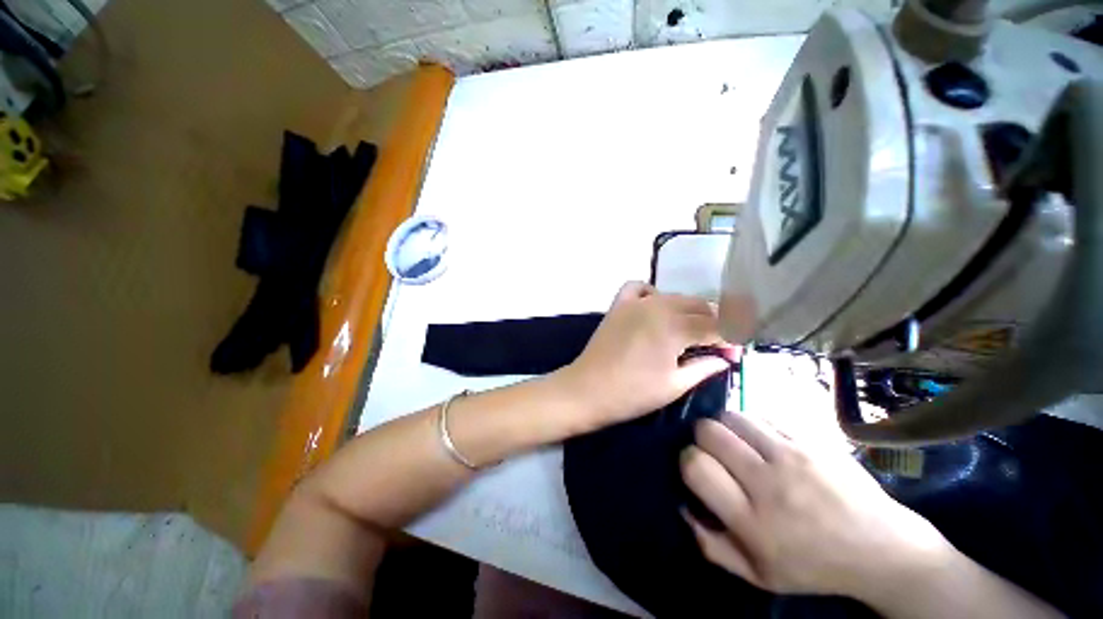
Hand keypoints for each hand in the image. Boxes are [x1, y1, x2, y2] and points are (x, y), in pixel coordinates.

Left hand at [555, 281, 735, 429]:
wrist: (588, 389)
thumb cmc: (632, 393)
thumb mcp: (674, 385)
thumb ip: (704, 367)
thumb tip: (725, 359)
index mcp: (675, 328)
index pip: (716, 326)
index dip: (731, 340)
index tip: (736, 354)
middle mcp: (658, 307)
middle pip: (698, 306)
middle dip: (715, 323)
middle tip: (717, 345)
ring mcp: (635, 303)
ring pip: (674, 297)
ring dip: (690, 310)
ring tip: (692, 330)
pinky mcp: (619, 305)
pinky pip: (639, 288)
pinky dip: (653, 294)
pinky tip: (656, 308)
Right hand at [680, 413, 951, 598]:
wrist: (883, 549)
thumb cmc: (814, 566)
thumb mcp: (758, 575)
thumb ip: (711, 545)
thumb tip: (682, 505)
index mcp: (753, 522)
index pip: (696, 466)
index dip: (687, 460)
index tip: (697, 468)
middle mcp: (770, 483)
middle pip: (709, 432)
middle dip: (701, 438)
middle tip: (715, 453)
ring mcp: (794, 455)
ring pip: (732, 415)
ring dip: (725, 427)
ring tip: (737, 444)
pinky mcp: (811, 439)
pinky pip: (761, 414)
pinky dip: (752, 424)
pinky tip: (763, 441)